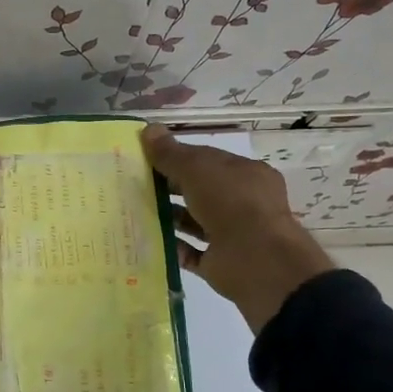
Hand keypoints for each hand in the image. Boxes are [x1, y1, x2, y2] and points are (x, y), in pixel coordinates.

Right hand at [142, 125, 333, 332]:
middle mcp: (242, 203)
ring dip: (169, 217)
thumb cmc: (231, 202)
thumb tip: (149, 128)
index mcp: (246, 174)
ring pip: (195, 222)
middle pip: (201, 191)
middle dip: (170, 188)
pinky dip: (172, 247)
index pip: (208, 160)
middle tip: (134, 185)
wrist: (258, 261)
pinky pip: (191, 253)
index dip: (178, 157)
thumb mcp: (197, 168)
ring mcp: (233, 234)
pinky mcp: (221, 263)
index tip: (146, 159)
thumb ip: (171, 152)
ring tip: (135, 212)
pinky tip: (147, 241)